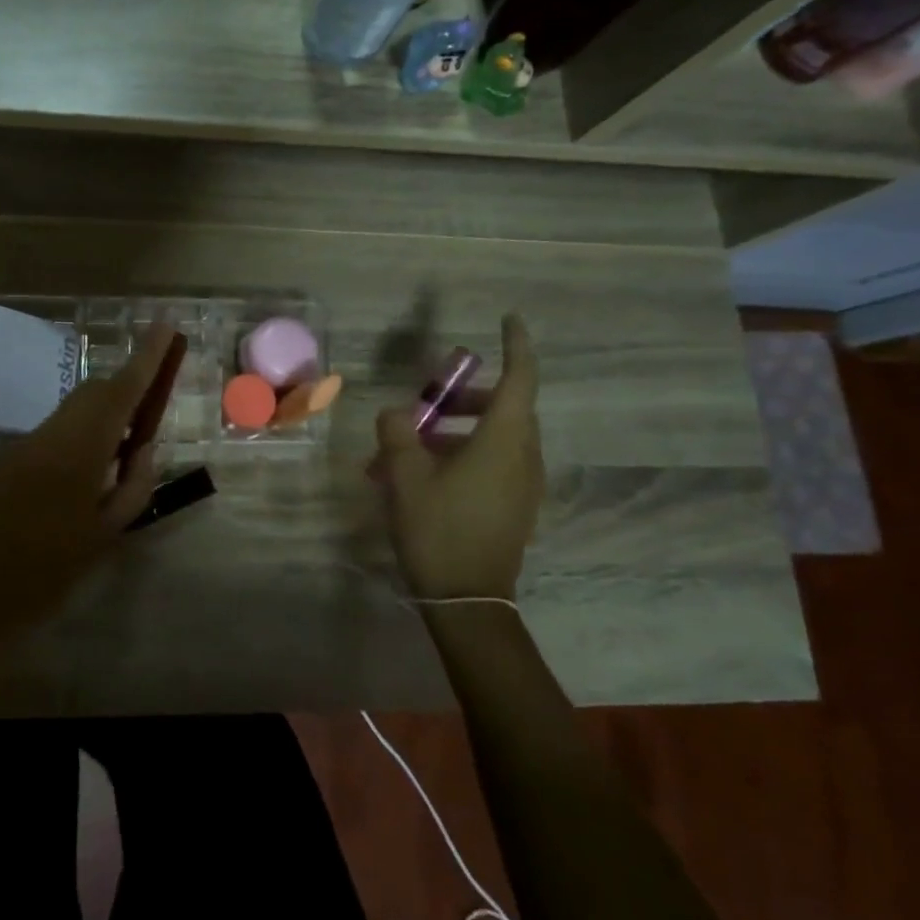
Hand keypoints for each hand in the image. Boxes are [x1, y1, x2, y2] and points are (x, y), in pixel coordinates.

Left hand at [0, 325, 175, 644]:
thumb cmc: (48, 571)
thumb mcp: (106, 532)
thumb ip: (133, 484)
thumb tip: (145, 448)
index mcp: (79, 448)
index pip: (120, 390)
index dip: (146, 357)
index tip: (165, 326)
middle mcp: (52, 433)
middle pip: (95, 392)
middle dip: (127, 385)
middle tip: (156, 397)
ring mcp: (28, 444)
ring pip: (75, 409)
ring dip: (106, 410)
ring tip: (130, 439)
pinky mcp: (13, 459)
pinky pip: (59, 430)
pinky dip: (85, 431)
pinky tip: (95, 463)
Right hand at [373, 313, 544, 600]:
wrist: (468, 600)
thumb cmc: (438, 530)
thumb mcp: (405, 477)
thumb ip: (398, 434)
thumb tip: (395, 414)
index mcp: (503, 442)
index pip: (520, 380)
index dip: (516, 346)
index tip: (508, 319)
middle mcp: (523, 457)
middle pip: (506, 408)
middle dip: (468, 396)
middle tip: (430, 400)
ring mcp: (524, 485)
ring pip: (498, 437)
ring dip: (460, 429)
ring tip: (412, 445)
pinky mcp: (516, 506)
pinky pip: (495, 462)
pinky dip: (465, 453)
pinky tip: (425, 474)